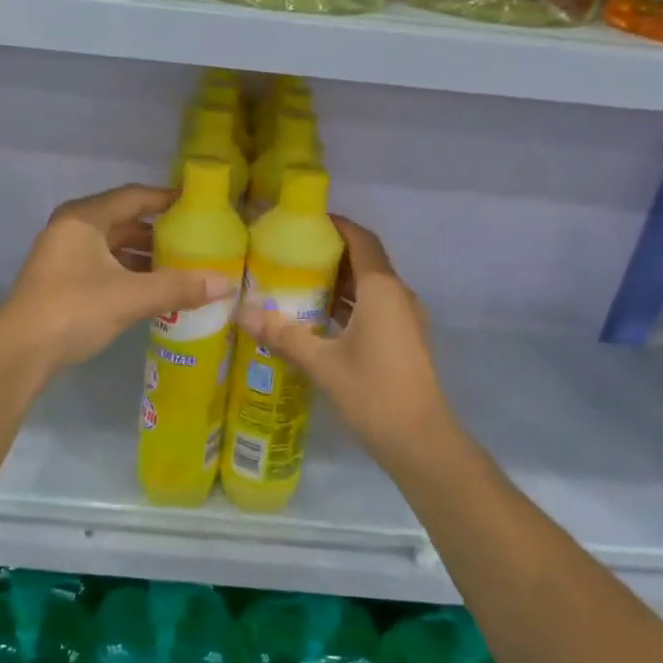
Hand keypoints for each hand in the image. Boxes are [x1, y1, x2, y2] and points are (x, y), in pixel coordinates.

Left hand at [0, 184, 236, 374]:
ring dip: (146, 256)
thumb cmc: (75, 309)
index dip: (167, 199)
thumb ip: (179, 286)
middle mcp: (72, 229)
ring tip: (183, 266)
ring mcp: (65, 256)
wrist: (20, 353)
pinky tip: (155, 289)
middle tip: (197, 240)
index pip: (134, 196)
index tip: (199, 205)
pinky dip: (130, 273)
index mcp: (84, 218)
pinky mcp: (63, 281)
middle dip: (160, 232)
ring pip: (114, 246)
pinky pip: (105, 266)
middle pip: (124, 221)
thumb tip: (227, 283)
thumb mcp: (132, 296)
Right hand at [235, 218, 451, 465]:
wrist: (421, 441)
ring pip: (369, 286)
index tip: (304, 221)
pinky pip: (374, 307)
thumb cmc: (373, 392)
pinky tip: (318, 318)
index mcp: (382, 290)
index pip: (361, 239)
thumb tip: (241, 313)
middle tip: (290, 252)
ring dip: (339, 281)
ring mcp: (404, 319)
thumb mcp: (322, 363)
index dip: (336, 225)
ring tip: (297, 281)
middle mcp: (398, 296)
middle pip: (365, 260)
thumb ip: (283, 335)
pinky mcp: (403, 339)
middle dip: (331, 253)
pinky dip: (349, 304)